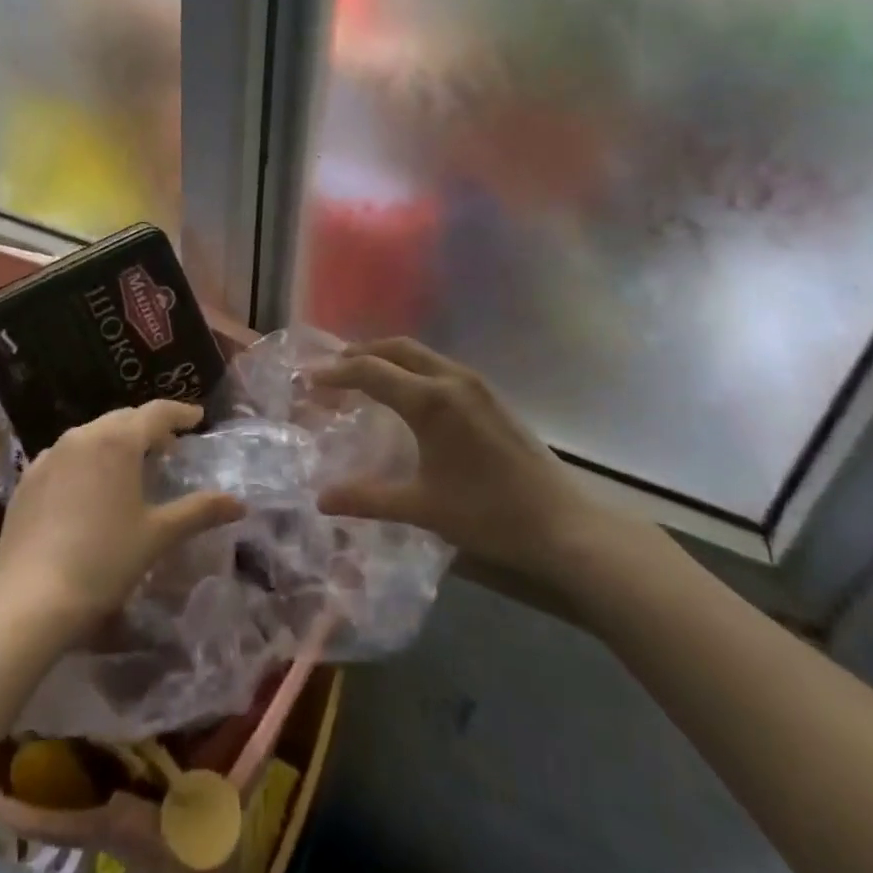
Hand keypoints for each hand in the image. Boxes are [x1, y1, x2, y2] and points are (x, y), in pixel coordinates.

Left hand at [0, 401, 244, 642]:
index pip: (156, 412)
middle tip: (168, 448)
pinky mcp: (28, 477)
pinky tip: (89, 488)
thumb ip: (199, 511)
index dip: (180, 413)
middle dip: (148, 428)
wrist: (30, 598)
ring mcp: (50, 454)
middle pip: (123, 419)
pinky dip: (86, 460)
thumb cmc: (104, 560)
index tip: (197, 418)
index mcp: (118, 441)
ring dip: (116, 442)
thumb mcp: (158, 535)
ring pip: (92, 434)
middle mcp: (83, 435)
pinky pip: (66, 455)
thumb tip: (239, 502)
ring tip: (130, 467)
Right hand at [311, 338, 630, 611]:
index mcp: (430, 400)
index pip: (370, 371)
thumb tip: (321, 500)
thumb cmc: (488, 515)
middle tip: (332, 371)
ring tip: (363, 378)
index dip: (335, 373)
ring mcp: (474, 384)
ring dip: (387, 357)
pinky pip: (438, 366)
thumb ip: (368, 498)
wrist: (563, 524)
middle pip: (395, 348)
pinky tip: (407, 396)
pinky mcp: (490, 395)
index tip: (309, 379)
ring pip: (419, 354)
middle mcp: (450, 379)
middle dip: (360, 354)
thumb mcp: (422, 507)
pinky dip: (411, 368)